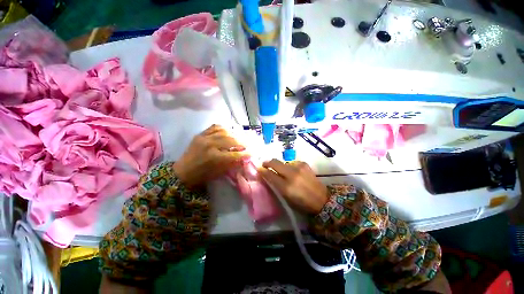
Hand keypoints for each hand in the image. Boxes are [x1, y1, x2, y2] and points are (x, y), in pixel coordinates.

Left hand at [173, 125, 249, 187]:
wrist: (182, 172)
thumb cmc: (202, 175)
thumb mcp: (219, 173)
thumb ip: (232, 164)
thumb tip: (244, 158)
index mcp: (214, 158)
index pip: (234, 154)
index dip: (245, 153)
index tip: (253, 152)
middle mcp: (210, 145)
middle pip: (231, 140)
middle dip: (242, 142)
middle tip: (248, 143)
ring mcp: (204, 138)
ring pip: (224, 132)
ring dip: (235, 134)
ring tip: (241, 136)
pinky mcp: (200, 134)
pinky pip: (214, 127)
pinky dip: (224, 128)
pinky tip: (229, 131)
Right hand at [258, 159, 328, 213]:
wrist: (322, 199)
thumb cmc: (302, 202)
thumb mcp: (286, 197)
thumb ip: (276, 185)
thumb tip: (268, 175)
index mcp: (286, 187)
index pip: (270, 175)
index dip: (262, 171)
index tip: (259, 168)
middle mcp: (292, 175)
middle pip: (275, 163)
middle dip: (267, 162)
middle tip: (264, 164)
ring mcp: (298, 167)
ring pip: (283, 162)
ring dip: (279, 165)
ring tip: (282, 171)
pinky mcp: (304, 164)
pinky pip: (291, 162)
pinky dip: (289, 166)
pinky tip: (292, 171)